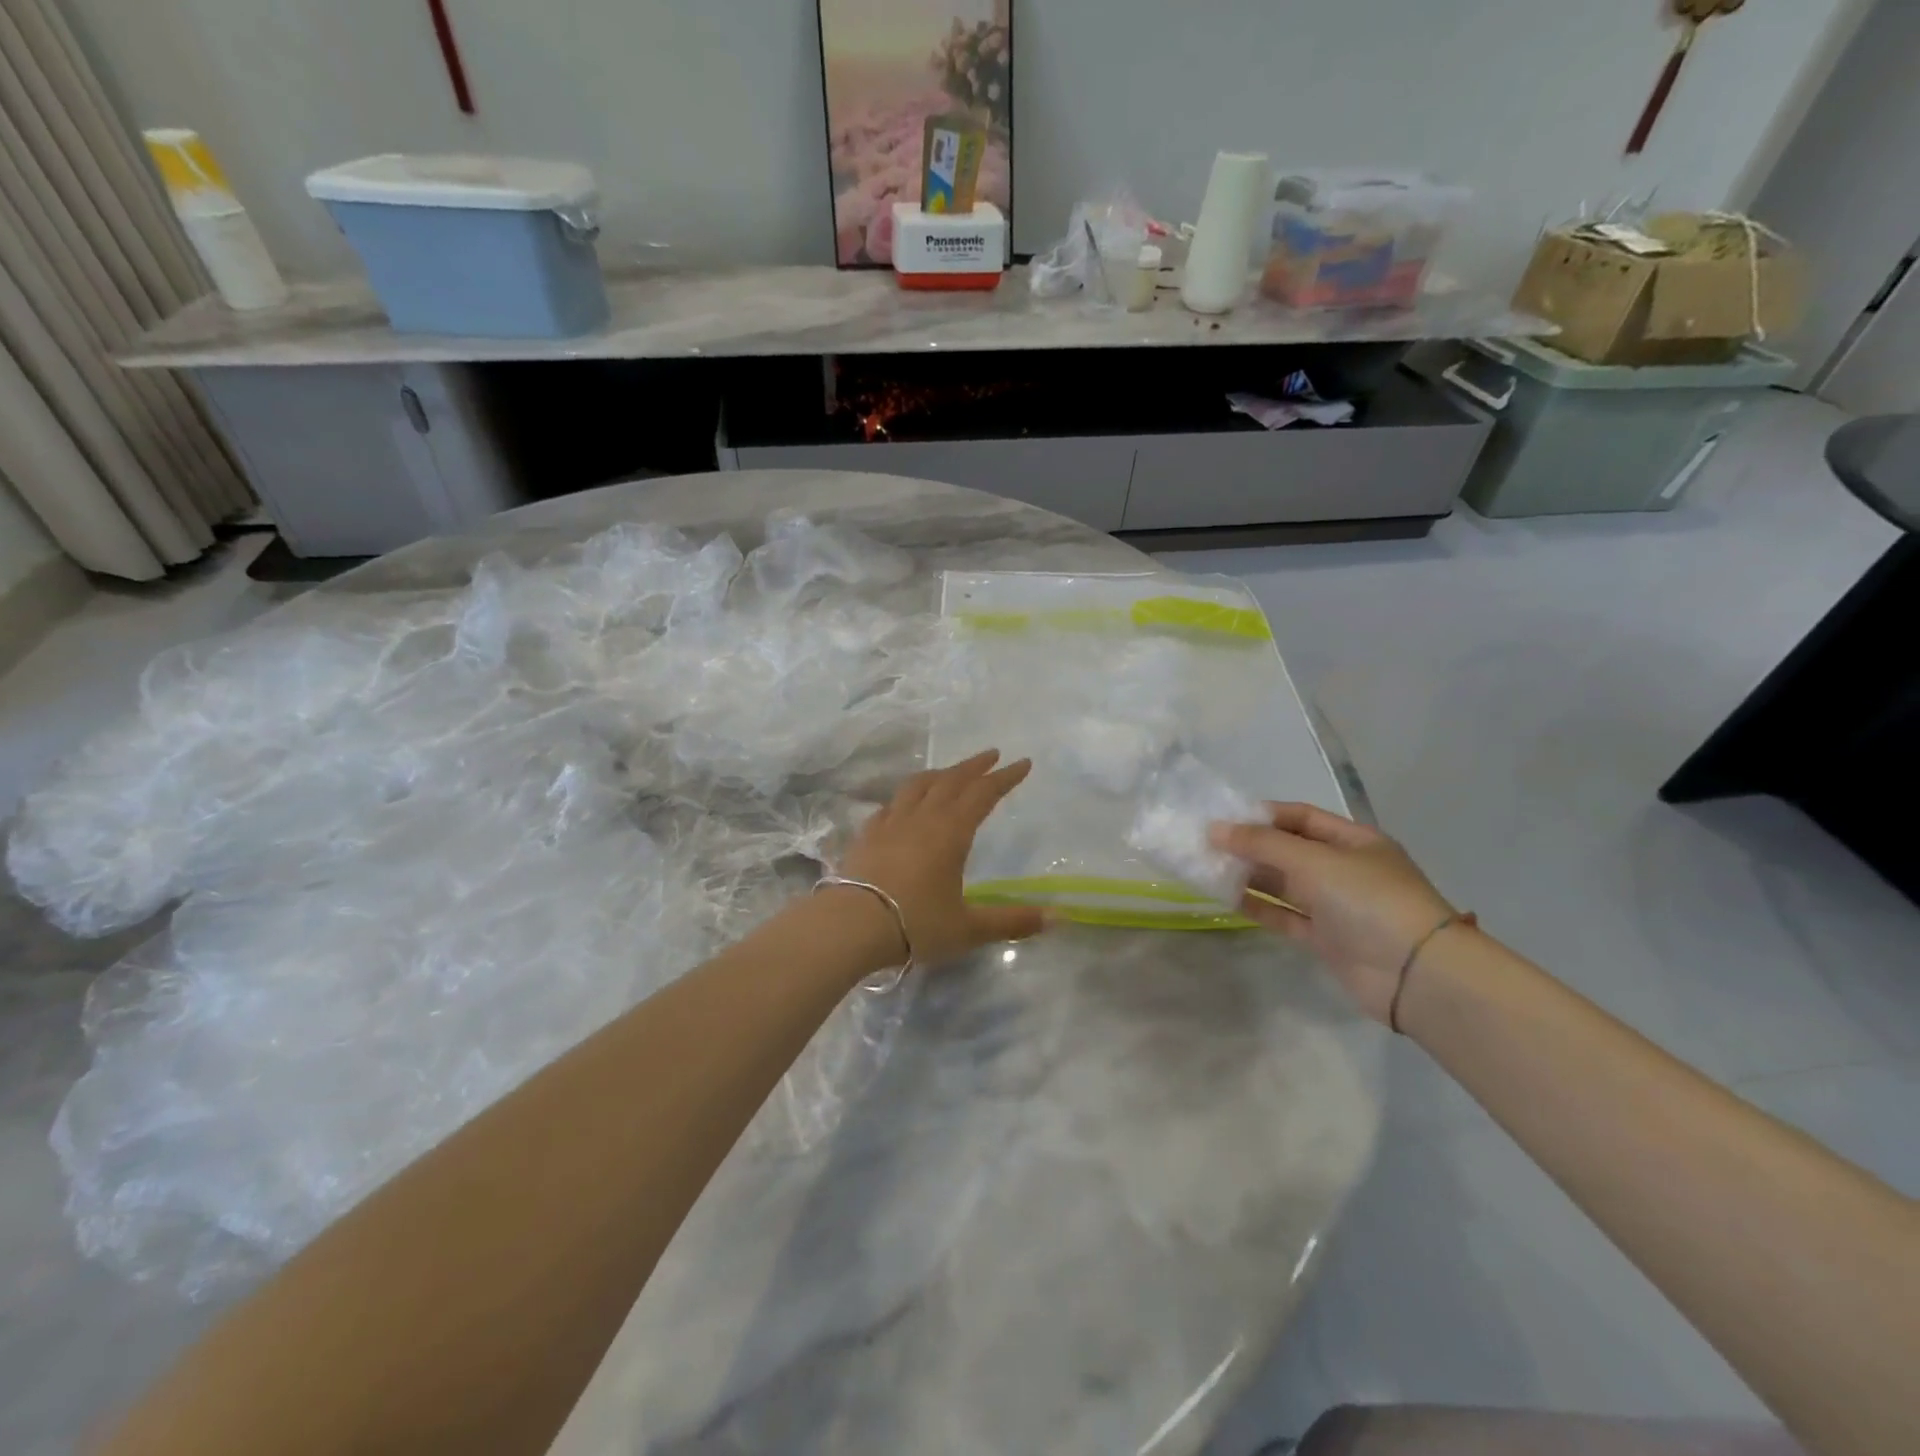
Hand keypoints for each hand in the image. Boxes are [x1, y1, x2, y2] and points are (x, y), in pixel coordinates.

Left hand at [833, 749, 1044, 965]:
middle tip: (992, 755)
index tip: (1023, 763)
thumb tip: (1058, 918)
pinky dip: (906, 797)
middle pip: (951, 780)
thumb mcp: (968, 928)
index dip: (1005, 778)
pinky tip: (904, 805)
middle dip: (974, 766)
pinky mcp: (866, 835)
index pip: (983, 794)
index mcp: (951, 832)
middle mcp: (922, 818)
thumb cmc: (916, 924)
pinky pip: (891, 805)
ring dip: (940, 774)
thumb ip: (1011, 922)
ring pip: (918, 785)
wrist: (851, 925)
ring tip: (950, 772)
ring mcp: (890, 823)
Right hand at [1210, 803, 1457, 1024]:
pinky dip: (1259, 908)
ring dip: (1249, 877)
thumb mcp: (1315, 862)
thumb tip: (1215, 830)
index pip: (1300, 817)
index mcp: (1353, 840)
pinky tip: (1227, 899)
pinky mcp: (1326, 939)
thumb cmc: (1370, 900)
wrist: (1415, 975)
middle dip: (1250, 846)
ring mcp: (1336, 905)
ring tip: (1208, 870)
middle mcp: (1344, 869)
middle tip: (1206, 845)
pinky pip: (1285, 916)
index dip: (1262, 815)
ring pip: (1284, 884)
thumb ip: (1263, 844)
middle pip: (1289, 850)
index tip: (1222, 817)